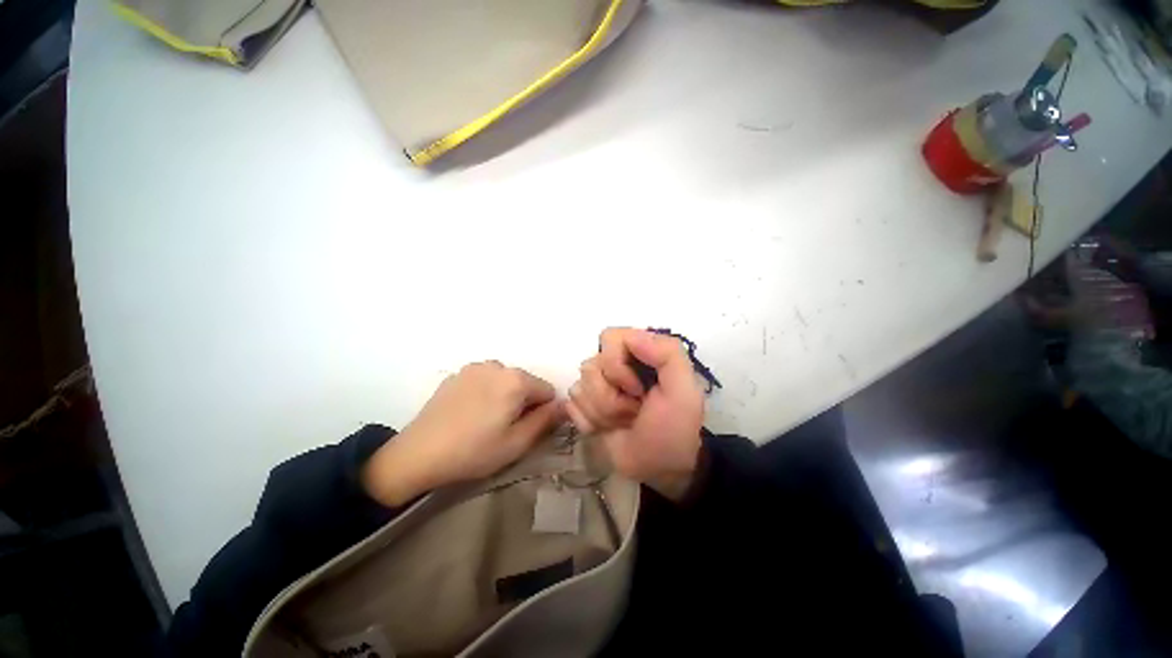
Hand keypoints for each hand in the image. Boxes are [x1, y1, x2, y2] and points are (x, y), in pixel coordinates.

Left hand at [362, 362, 563, 506]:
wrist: (418, 454)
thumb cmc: (473, 451)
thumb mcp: (517, 443)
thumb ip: (546, 421)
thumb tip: (563, 405)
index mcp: (516, 380)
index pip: (547, 390)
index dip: (542, 411)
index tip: (524, 429)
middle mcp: (497, 365)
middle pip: (525, 383)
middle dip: (522, 402)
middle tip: (503, 428)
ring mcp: (474, 367)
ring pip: (505, 381)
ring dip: (504, 396)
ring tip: (484, 421)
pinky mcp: (457, 374)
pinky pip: (484, 380)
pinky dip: (485, 392)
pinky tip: (468, 413)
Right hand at [568, 328, 703, 501]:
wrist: (659, 469)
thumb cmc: (674, 428)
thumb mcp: (684, 390)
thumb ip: (668, 354)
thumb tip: (632, 336)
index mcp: (639, 353)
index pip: (609, 338)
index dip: (617, 365)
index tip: (637, 390)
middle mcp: (614, 364)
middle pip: (590, 366)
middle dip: (612, 397)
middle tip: (634, 411)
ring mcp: (596, 386)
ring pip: (579, 388)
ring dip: (603, 413)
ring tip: (624, 421)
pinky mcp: (583, 406)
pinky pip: (571, 406)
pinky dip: (590, 422)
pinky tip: (606, 429)